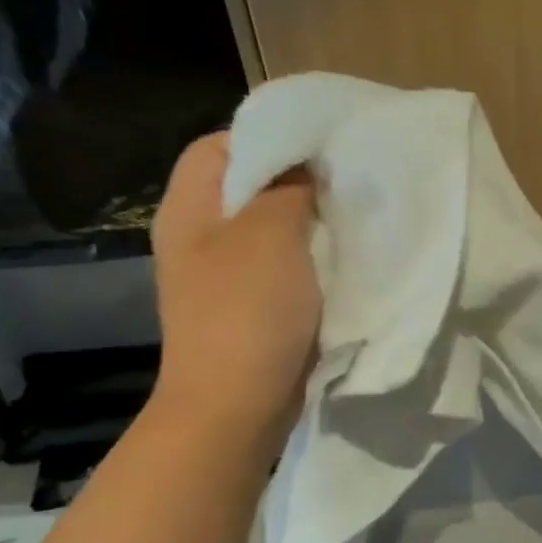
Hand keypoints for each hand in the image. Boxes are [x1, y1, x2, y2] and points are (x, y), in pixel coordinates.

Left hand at [150, 132, 319, 438]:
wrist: (236, 406)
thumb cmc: (247, 312)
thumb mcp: (269, 234)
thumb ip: (288, 187)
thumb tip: (305, 166)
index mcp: (190, 208)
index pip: (220, 145)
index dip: (268, 136)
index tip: (321, 146)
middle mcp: (201, 235)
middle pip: (249, 186)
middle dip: (298, 179)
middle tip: (345, 179)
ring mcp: (226, 274)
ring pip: (273, 227)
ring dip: (311, 221)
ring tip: (352, 215)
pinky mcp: (252, 304)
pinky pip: (285, 264)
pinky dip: (312, 257)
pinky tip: (343, 257)